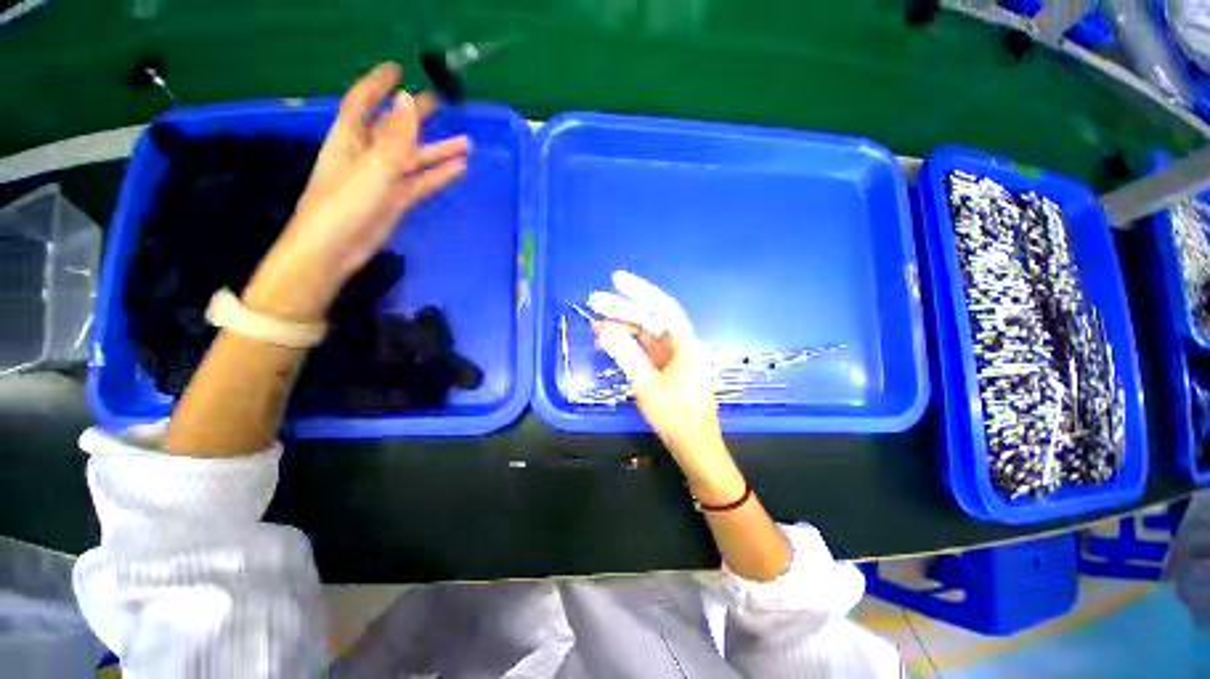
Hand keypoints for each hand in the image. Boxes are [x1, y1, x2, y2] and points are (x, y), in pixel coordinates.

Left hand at [244, 62, 469, 319]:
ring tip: (465, 143)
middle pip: (395, 129)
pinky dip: (439, 175)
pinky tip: (459, 168)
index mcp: (350, 139)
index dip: (378, 83)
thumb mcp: (371, 169)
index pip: (363, 102)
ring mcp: (384, 179)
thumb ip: (394, 139)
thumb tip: (409, 102)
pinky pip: (421, 182)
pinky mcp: (396, 200)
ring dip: (438, 150)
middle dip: (415, 115)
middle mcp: (367, 154)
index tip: (398, 69)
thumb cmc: (343, 205)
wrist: (334, 250)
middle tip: (441, 103)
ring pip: (414, 159)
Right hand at [590, 271, 745, 503]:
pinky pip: (645, 349)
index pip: (663, 308)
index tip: (617, 279)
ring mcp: (673, 357)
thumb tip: (606, 332)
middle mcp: (681, 345)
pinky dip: (628, 344)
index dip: (640, 291)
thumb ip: (628, 357)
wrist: (694, 447)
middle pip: (651, 319)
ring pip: (646, 334)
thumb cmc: (676, 418)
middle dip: (623, 309)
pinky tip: (609, 341)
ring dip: (623, 327)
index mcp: (686, 345)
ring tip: (595, 324)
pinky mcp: (666, 368)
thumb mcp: (648, 387)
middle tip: (595, 301)